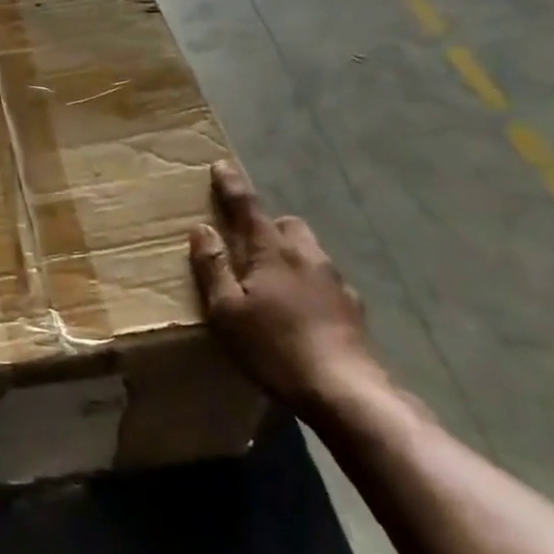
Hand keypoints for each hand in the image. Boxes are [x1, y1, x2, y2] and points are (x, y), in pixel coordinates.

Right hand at [189, 161, 380, 415]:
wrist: (344, 389)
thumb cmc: (274, 347)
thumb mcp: (227, 311)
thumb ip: (212, 267)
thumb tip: (201, 228)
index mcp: (271, 250)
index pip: (247, 206)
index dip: (231, 185)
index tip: (221, 164)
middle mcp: (305, 254)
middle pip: (286, 224)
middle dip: (267, 225)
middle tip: (248, 245)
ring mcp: (334, 278)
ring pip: (308, 249)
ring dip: (290, 253)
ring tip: (274, 280)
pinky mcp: (352, 305)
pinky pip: (324, 278)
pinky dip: (309, 281)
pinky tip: (302, 309)